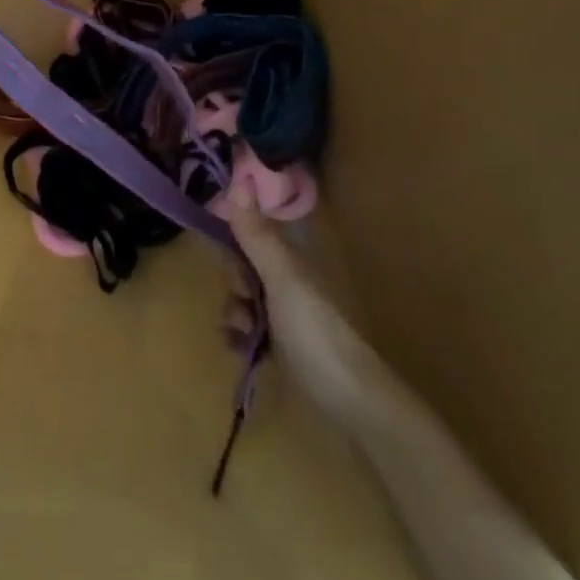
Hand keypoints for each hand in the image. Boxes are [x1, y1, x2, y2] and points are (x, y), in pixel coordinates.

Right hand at [227, 186, 385, 423]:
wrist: (351, 403)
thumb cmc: (316, 332)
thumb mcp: (282, 279)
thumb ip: (257, 234)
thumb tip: (239, 176)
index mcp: (292, 258)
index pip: (250, 232)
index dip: (232, 242)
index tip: (228, 260)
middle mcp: (288, 280)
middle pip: (242, 267)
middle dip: (233, 285)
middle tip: (245, 305)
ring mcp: (285, 314)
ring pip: (242, 299)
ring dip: (233, 314)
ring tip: (244, 335)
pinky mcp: (281, 345)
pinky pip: (246, 329)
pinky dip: (239, 337)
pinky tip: (243, 350)